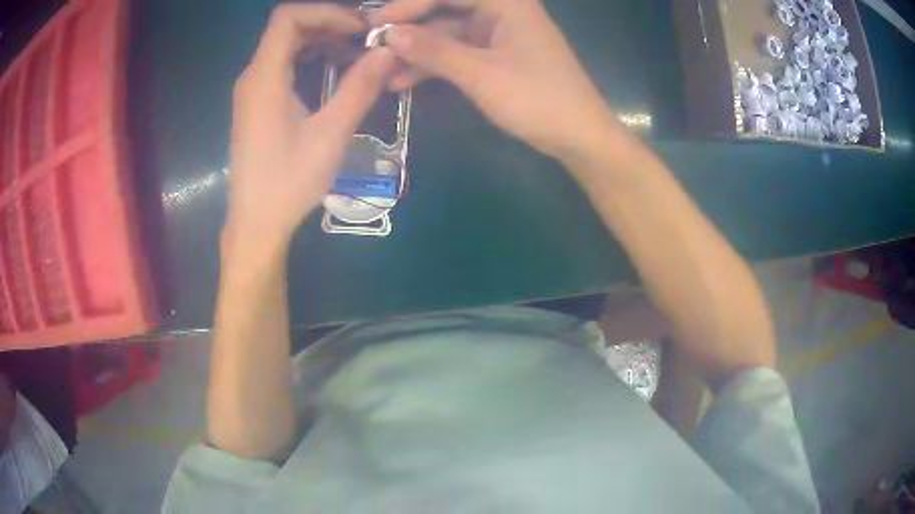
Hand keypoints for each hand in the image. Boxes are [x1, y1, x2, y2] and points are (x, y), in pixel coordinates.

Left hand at [227, 4, 396, 247]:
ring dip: (321, 40)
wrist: (256, 222)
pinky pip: (282, 64)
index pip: (288, 17)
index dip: (326, 12)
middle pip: (288, 27)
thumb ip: (358, 88)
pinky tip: (334, 70)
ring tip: (357, 51)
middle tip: (365, 37)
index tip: (359, 29)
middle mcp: (253, 76)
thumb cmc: (288, 182)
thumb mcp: (329, 135)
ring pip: (285, 45)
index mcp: (264, 78)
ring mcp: (252, 90)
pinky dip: (310, 58)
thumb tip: (388, 52)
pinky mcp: (257, 103)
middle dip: (328, 23)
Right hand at [371, 0, 618, 160]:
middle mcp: (501, 11)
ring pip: (447, 35)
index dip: (409, 5)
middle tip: (373, 48)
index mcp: (506, 2)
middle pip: (445, 10)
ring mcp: (498, 35)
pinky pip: (457, 54)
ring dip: (416, 52)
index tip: (376, 24)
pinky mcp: (496, 57)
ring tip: (381, 72)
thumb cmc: (539, 99)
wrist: (579, 137)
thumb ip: (435, 51)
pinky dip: (433, 66)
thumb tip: (389, 35)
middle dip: (409, 30)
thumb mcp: (482, 74)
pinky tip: (403, 81)